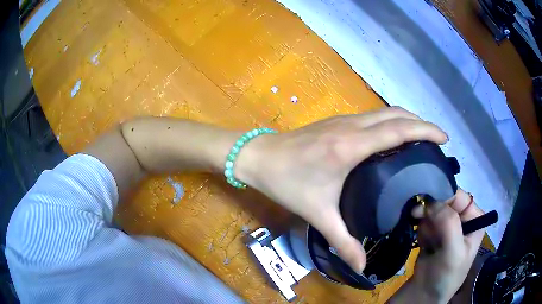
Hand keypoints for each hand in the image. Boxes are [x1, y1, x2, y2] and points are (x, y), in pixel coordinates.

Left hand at [237, 107, 447, 273]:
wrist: (257, 157)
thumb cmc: (285, 182)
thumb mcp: (317, 213)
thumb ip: (342, 241)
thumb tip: (360, 266)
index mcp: (352, 145)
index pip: (398, 129)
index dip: (425, 130)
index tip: (444, 138)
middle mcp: (352, 126)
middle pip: (396, 114)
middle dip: (420, 123)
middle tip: (437, 142)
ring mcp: (344, 120)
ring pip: (384, 112)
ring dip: (406, 120)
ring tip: (421, 138)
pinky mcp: (337, 121)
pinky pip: (372, 117)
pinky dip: (390, 122)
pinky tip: (394, 138)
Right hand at [392, 189, 484, 302]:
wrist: (425, 294)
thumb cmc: (446, 275)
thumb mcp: (454, 253)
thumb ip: (449, 225)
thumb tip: (432, 201)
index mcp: (475, 219)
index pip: (461, 197)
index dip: (444, 197)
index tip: (426, 204)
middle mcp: (463, 218)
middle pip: (445, 201)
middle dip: (431, 210)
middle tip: (416, 216)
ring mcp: (448, 225)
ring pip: (433, 210)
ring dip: (425, 221)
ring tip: (423, 238)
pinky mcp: (435, 232)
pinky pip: (425, 221)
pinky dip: (421, 229)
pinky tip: (422, 242)